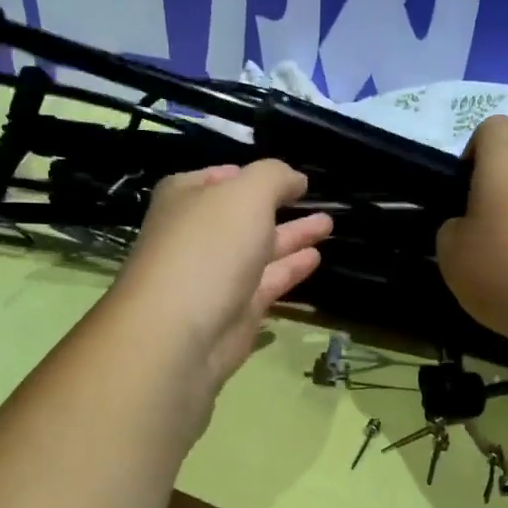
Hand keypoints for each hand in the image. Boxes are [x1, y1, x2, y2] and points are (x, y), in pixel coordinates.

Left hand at [111, 160, 331, 395]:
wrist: (180, 333)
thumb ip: (275, 177)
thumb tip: (296, 180)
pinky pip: (267, 282)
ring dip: (292, 236)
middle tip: (316, 200)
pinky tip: (315, 257)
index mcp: (186, 198)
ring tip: (328, 224)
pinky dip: (290, 269)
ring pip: (260, 248)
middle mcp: (198, 233)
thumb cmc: (209, 248)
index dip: (253, 174)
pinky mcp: (234, 309)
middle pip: (244, 214)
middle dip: (279, 205)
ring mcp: (216, 273)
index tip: (289, 176)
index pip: (221, 176)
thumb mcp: (247, 194)